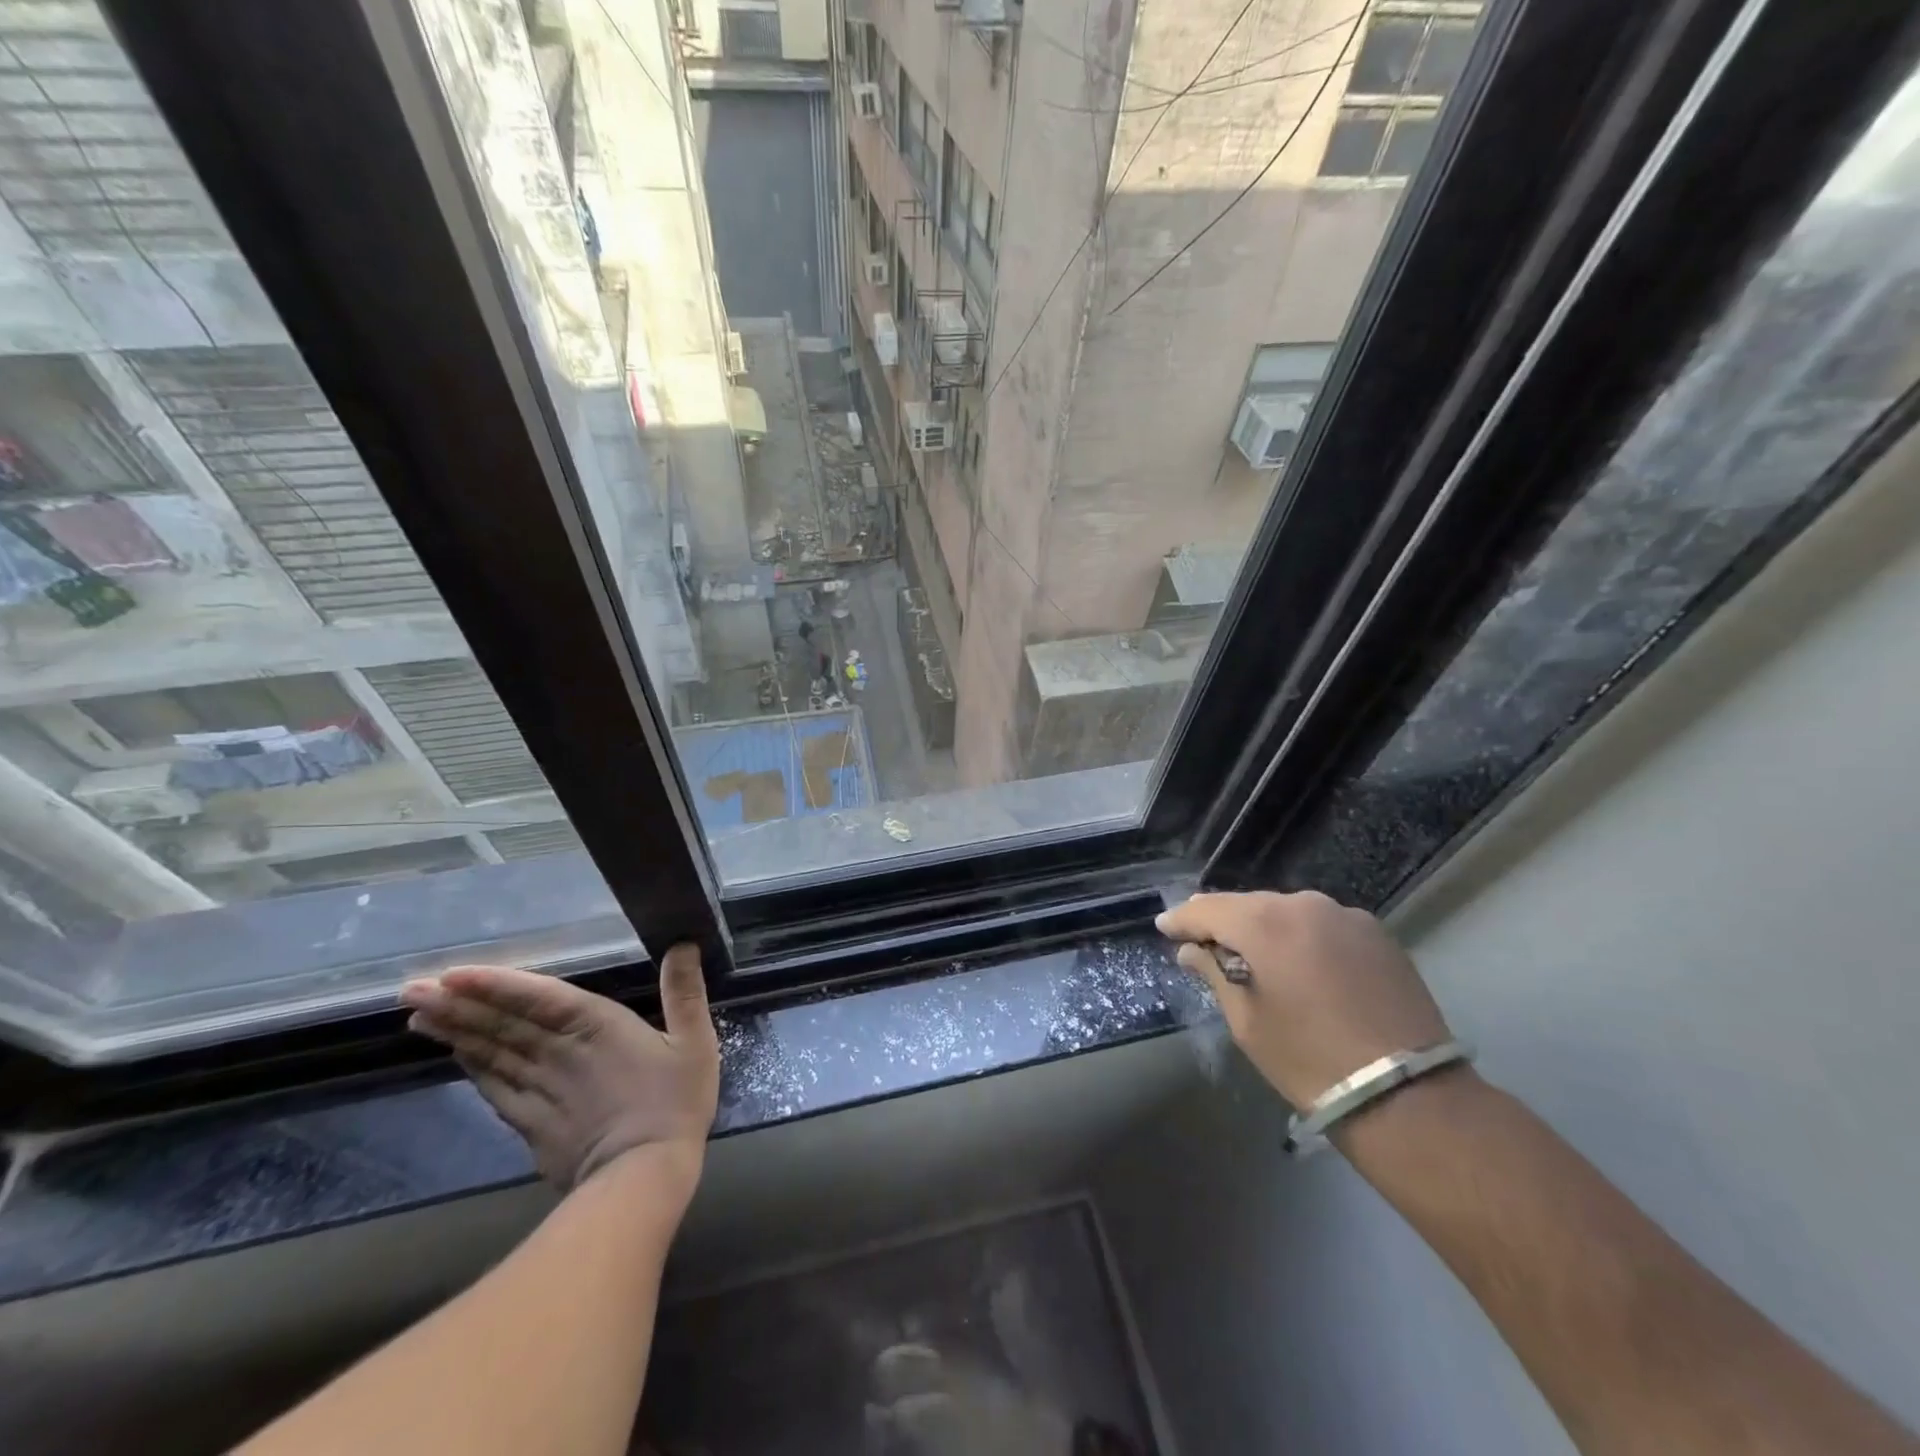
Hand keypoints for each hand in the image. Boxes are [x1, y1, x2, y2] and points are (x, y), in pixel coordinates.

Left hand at [401, 943, 720, 1194]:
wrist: (642, 1177)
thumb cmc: (674, 1103)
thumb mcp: (695, 1043)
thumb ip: (685, 993)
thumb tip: (684, 943)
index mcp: (596, 1027)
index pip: (538, 998)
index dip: (496, 985)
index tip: (451, 975)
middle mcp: (559, 1053)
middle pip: (502, 1025)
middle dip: (457, 1005)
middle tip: (411, 989)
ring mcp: (540, 1090)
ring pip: (491, 1055)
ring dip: (456, 1033)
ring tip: (421, 1015)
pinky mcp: (532, 1123)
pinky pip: (496, 1089)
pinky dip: (474, 1069)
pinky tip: (458, 1056)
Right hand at [1156, 890, 1450, 1108]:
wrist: (1408, 1096)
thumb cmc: (1309, 1060)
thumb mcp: (1247, 1021)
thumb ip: (1214, 974)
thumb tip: (1192, 951)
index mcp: (1265, 923)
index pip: (1207, 909)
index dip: (1181, 919)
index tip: (1164, 928)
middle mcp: (1304, 904)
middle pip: (1248, 905)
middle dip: (1223, 921)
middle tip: (1203, 941)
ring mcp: (1345, 915)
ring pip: (1287, 911)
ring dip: (1264, 928)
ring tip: (1252, 953)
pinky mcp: (1377, 934)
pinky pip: (1321, 924)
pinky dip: (1301, 936)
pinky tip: (1299, 963)